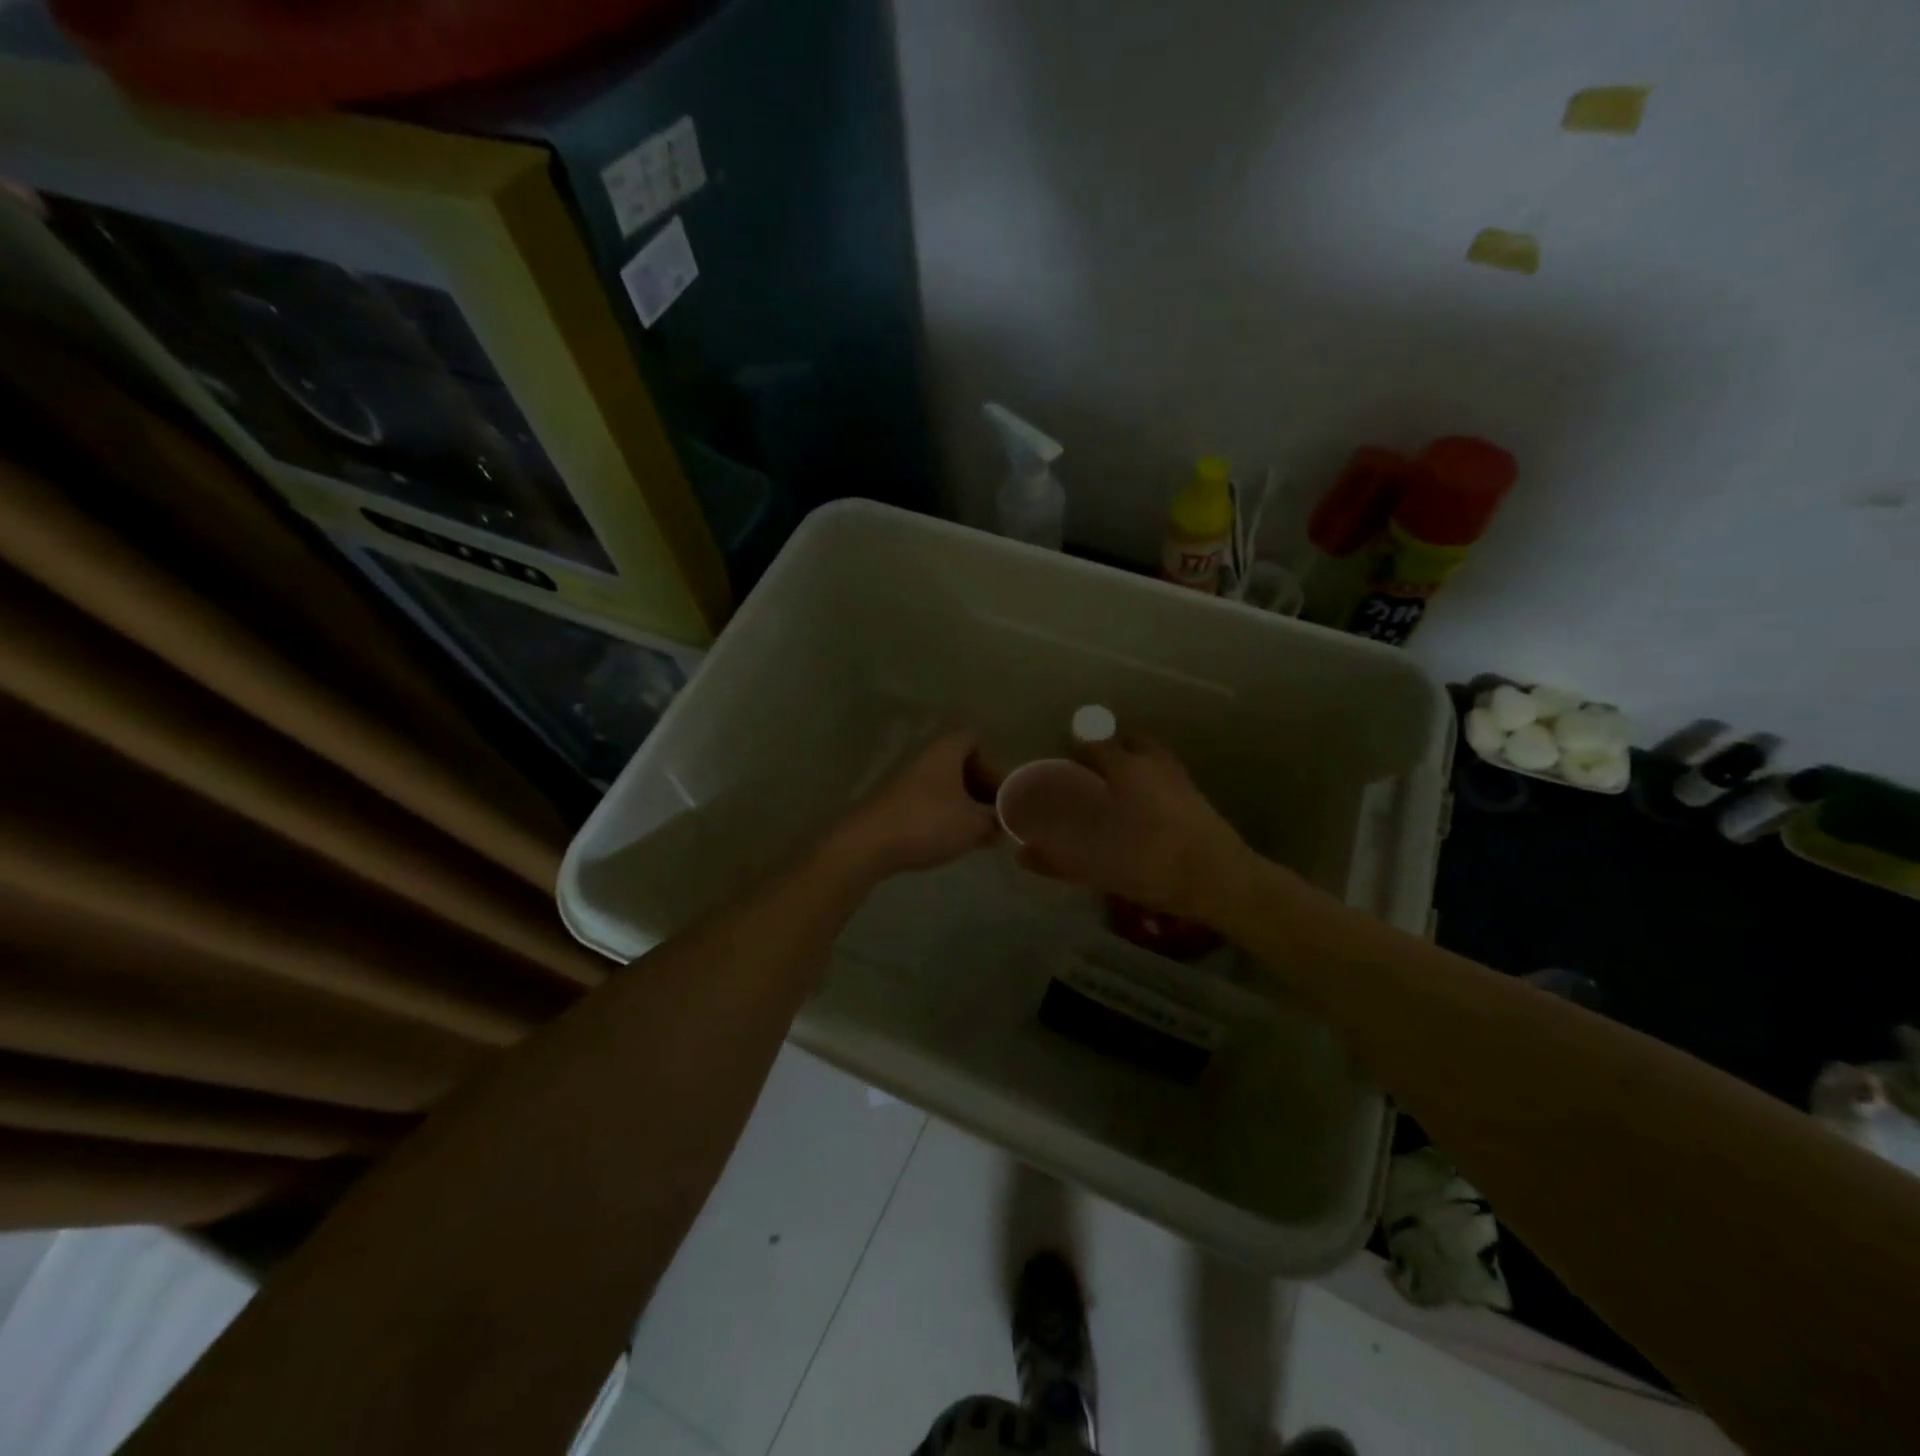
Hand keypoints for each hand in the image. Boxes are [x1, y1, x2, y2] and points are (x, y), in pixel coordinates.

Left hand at [831, 728, 999, 878]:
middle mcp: (923, 756)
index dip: (993, 763)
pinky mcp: (891, 802)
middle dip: (981, 786)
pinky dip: (943, 813)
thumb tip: (1004, 824)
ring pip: (942, 783)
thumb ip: (995, 822)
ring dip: (963, 803)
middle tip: (994, 815)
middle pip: (959, 761)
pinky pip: (926, 799)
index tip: (1002, 792)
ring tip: (976, 832)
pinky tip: (949, 839)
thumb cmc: (927, 822)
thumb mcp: (973, 825)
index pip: (973, 737)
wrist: (866, 842)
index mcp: (945, 749)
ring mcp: (904, 779)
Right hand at [1016, 730, 1254, 921]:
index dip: (1074, 752)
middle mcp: (1154, 764)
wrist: (1222, 880)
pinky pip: (1167, 777)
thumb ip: (1057, 858)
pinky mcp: (1198, 797)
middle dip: (1107, 751)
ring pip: (1152, 757)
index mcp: (1126, 769)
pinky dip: (1152, 782)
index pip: (1093, 745)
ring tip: (1117, 789)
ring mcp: (1180, 779)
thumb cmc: (1154, 863)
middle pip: (1127, 743)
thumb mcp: (1098, 865)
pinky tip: (1145, 808)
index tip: (1061, 767)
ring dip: (1133, 763)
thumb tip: (1021, 853)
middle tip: (1090, 774)